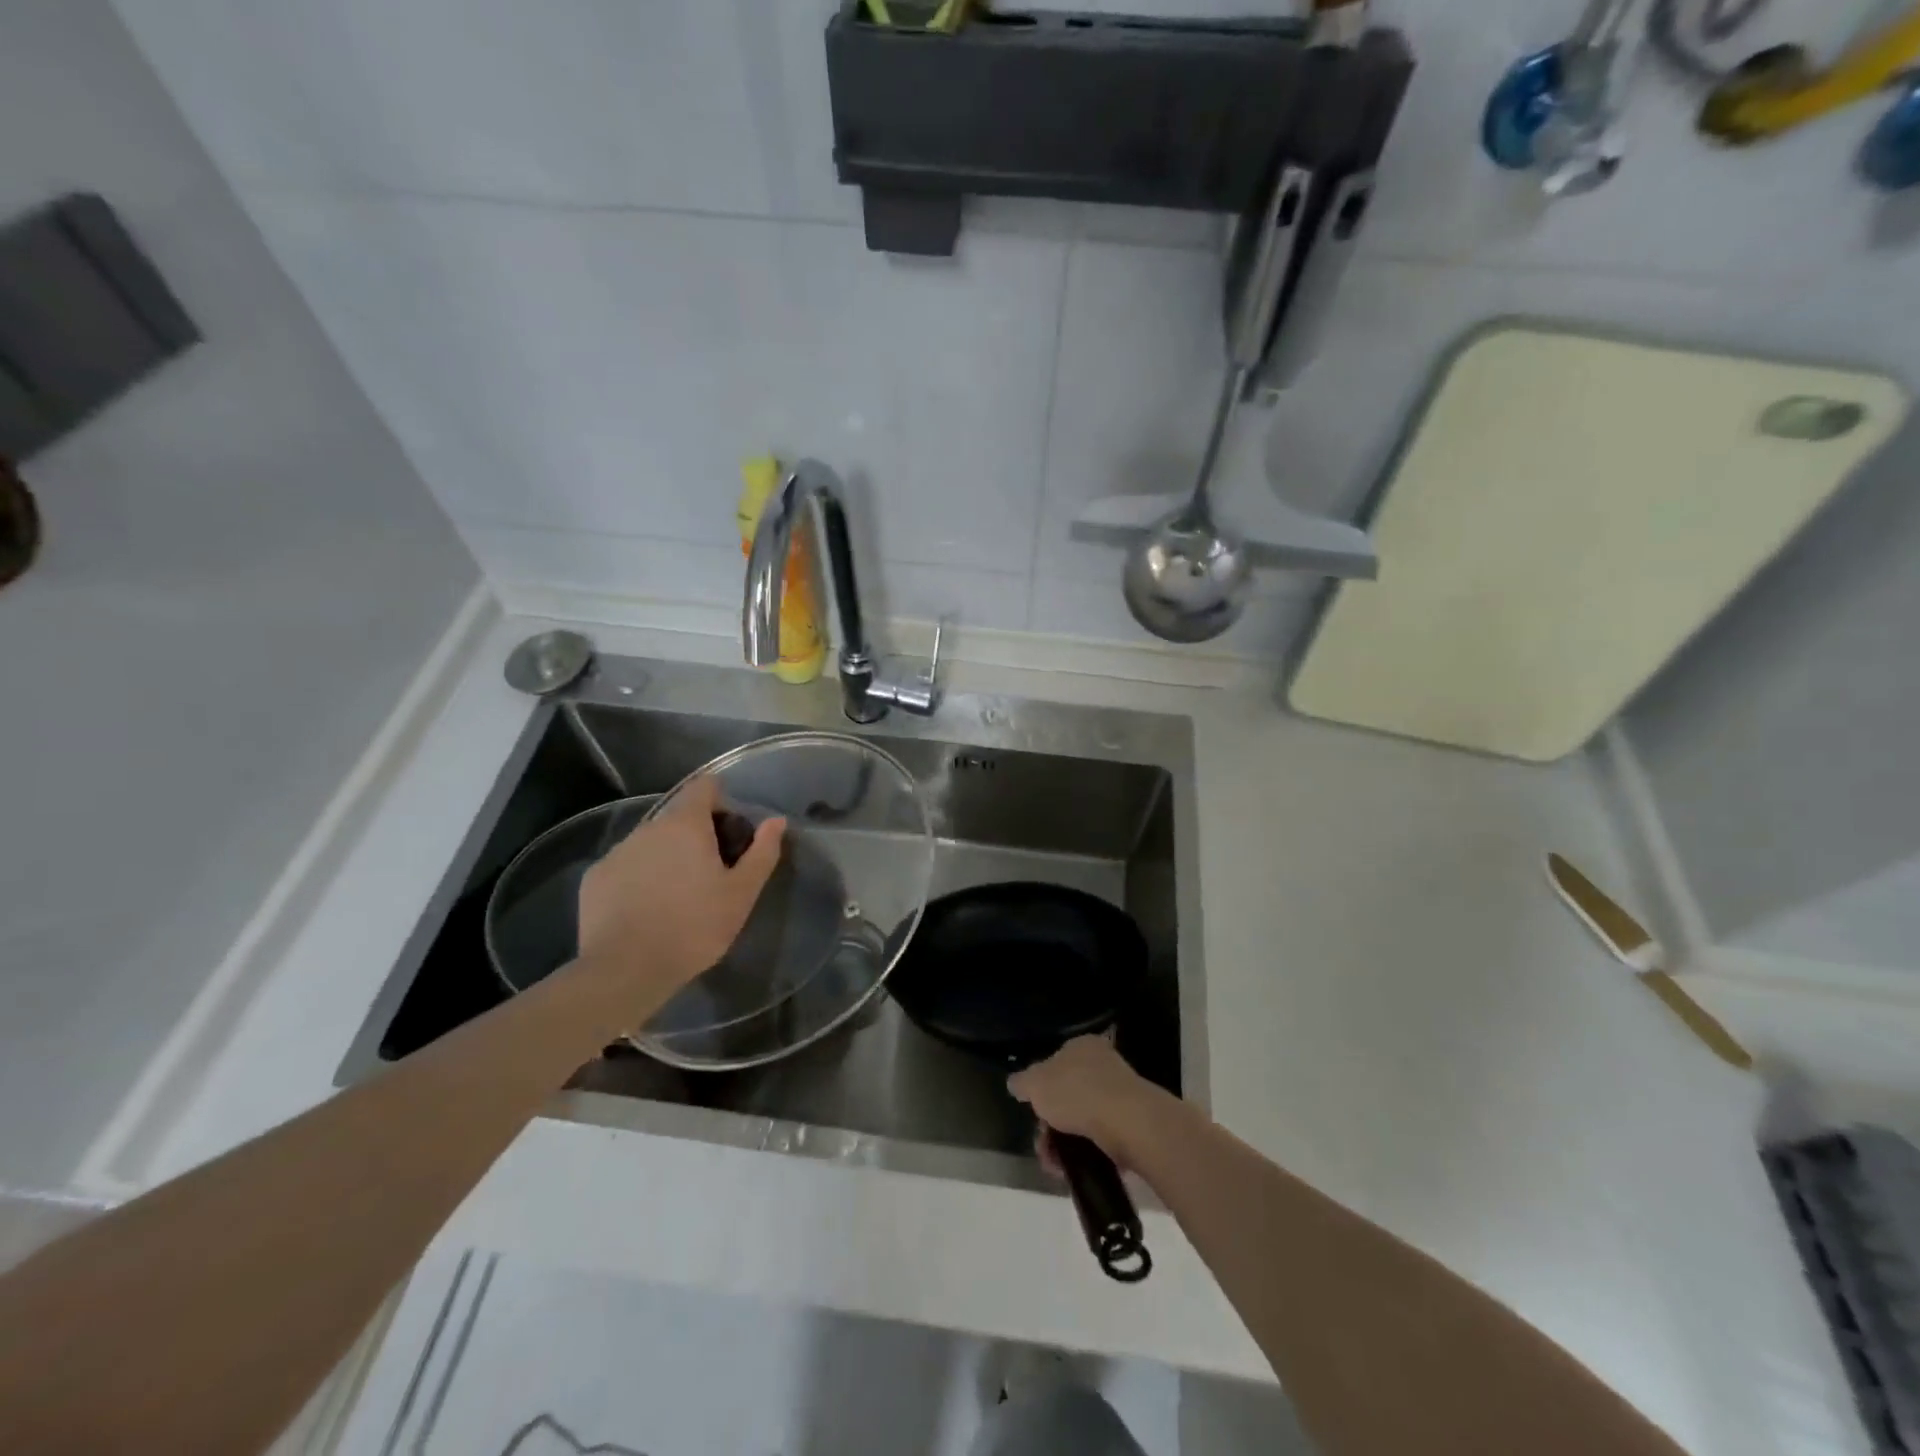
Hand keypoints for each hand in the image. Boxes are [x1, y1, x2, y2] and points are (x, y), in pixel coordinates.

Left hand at [576, 776, 784, 1004]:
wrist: (625, 970)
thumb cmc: (694, 927)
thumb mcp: (742, 894)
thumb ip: (762, 852)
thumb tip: (776, 821)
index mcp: (685, 824)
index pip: (704, 787)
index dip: (721, 802)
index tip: (731, 833)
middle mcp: (648, 828)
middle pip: (678, 817)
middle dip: (697, 835)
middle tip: (712, 874)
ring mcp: (617, 852)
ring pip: (651, 843)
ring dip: (667, 857)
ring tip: (678, 897)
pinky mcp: (594, 879)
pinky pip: (626, 867)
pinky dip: (639, 878)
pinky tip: (646, 910)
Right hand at [1007, 1036, 1172, 1170]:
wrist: (1127, 1122)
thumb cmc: (1076, 1093)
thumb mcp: (1035, 1083)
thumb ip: (1022, 1082)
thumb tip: (1015, 1083)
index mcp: (1082, 1045)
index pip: (1055, 1062)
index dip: (1040, 1090)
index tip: (1033, 1114)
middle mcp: (1103, 1063)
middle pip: (1068, 1095)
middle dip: (1050, 1125)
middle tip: (1043, 1147)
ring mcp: (1121, 1094)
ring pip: (1083, 1120)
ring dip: (1065, 1144)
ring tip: (1056, 1166)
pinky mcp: (1132, 1123)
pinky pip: (1102, 1139)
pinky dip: (1088, 1153)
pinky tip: (1077, 1169)